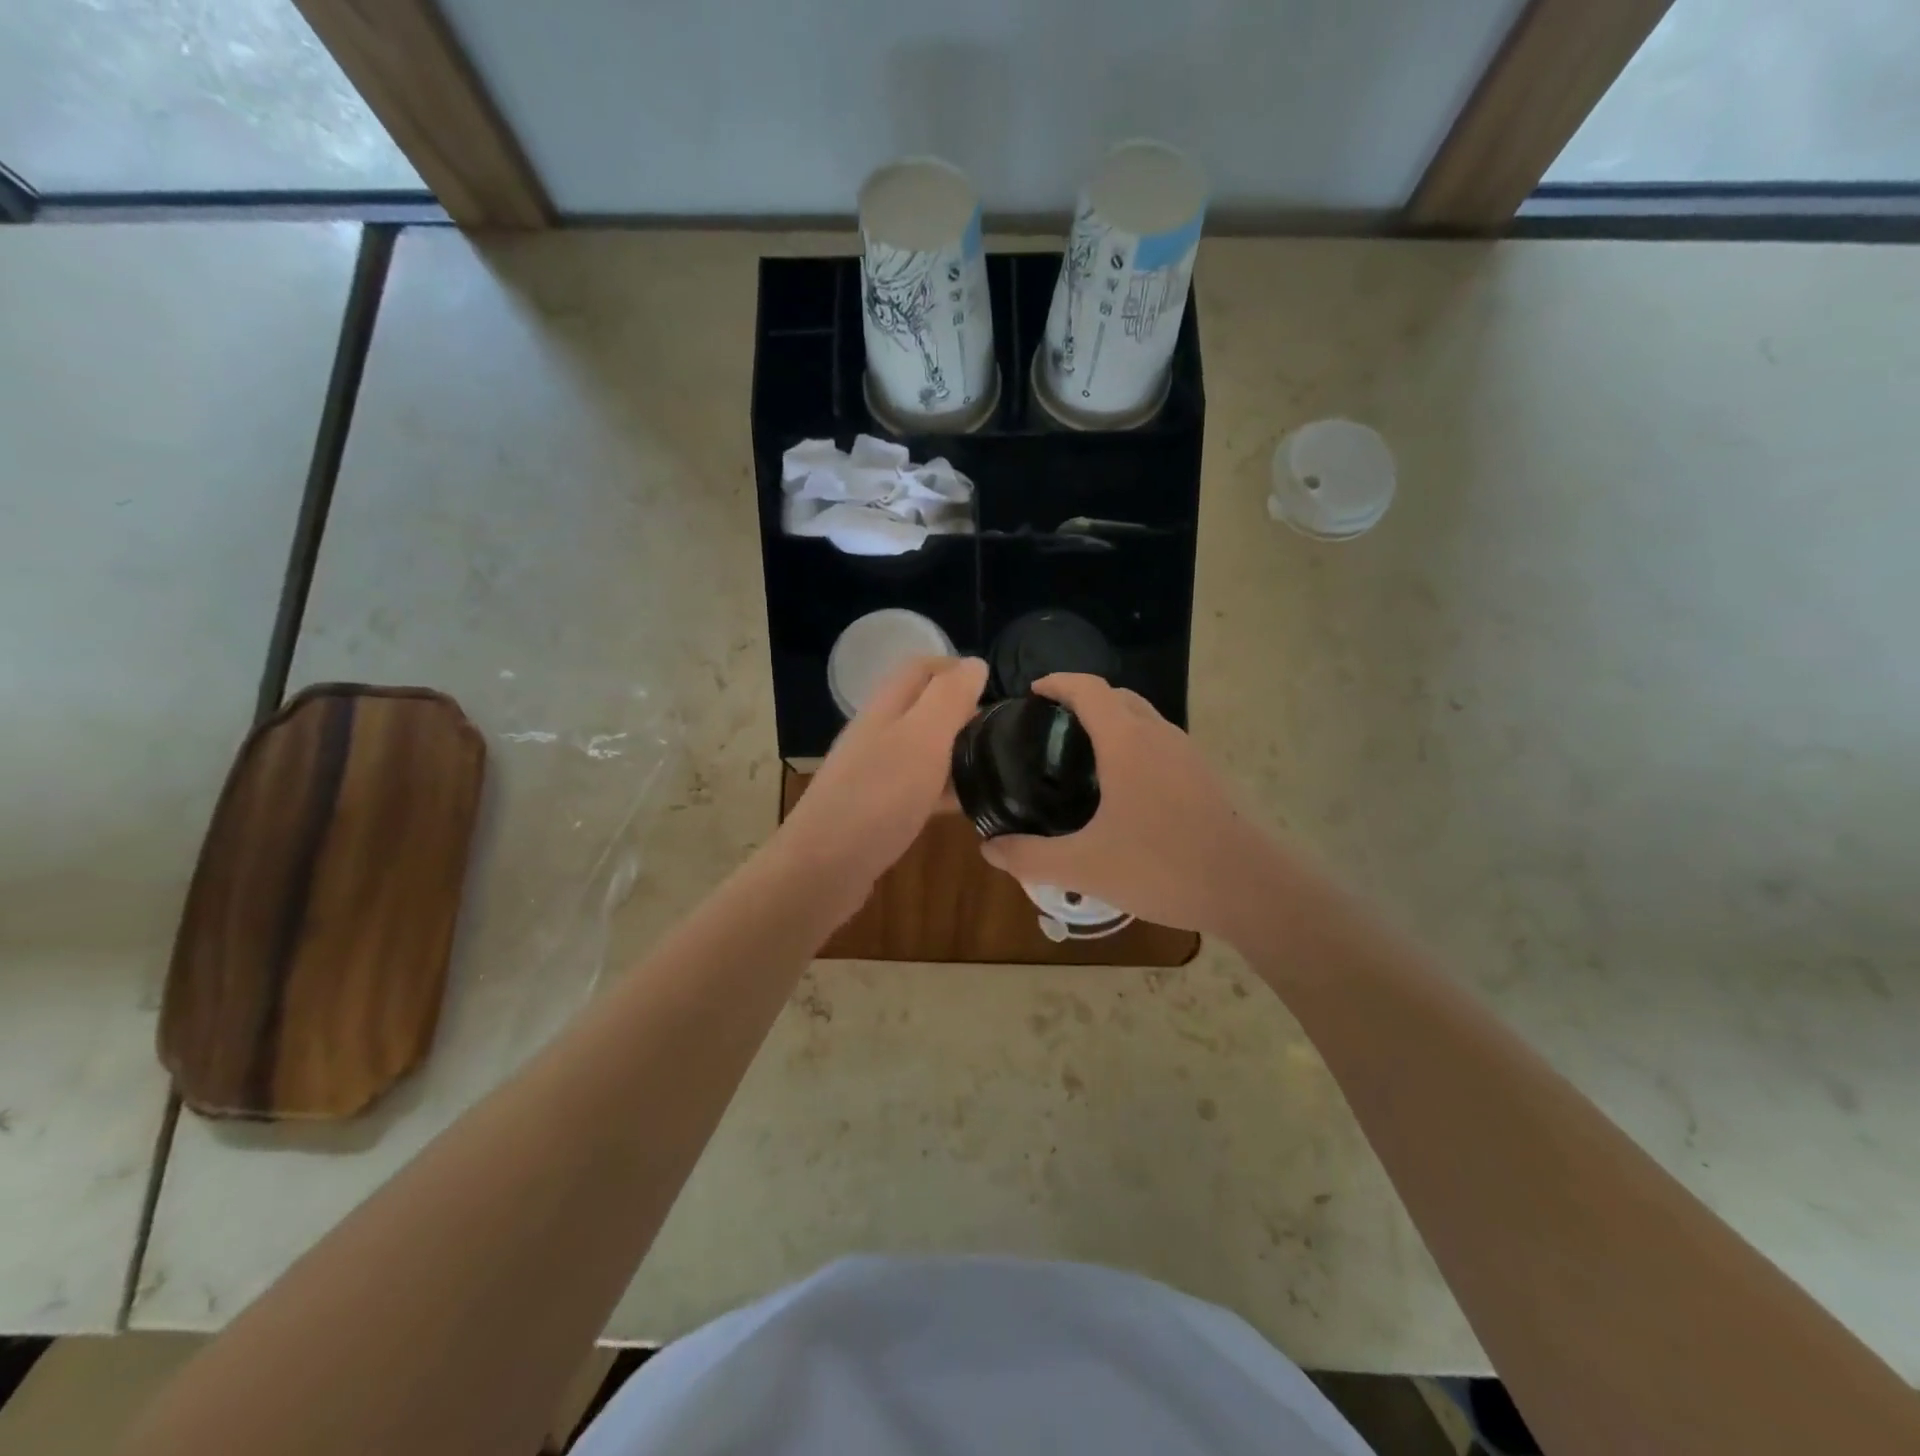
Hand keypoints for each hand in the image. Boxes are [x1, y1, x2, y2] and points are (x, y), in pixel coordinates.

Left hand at [776, 656, 987, 903]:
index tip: (996, 688)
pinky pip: (918, 787)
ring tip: (997, 766)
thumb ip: (948, 698)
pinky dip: (945, 789)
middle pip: (923, 708)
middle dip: (962, 712)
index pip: (920, 668)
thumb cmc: (877, 797)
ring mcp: (875, 773)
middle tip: (1004, 732)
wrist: (823, 868)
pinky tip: (969, 805)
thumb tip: (975, 664)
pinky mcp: (878, 810)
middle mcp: (877, 734)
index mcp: (885, 708)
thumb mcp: (921, 738)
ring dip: (956, 751)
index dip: (957, 668)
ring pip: (923, 749)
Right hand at [979, 674, 1270, 936]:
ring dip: (1112, 721)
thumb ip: (1030, 857)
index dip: (1059, 682)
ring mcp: (1188, 755)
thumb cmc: (1163, 867)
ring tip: (1082, 754)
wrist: (1250, 889)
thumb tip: (988, 849)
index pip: (1089, 689)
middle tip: (1051, 726)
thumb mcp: (1085, 867)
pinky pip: (1161, 743)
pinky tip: (1123, 788)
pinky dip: (1134, 744)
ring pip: (1144, 719)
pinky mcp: (1205, 777)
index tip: (1034, 692)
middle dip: (1083, 699)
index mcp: (1127, 742)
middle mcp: (1159, 736)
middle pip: (1118, 697)